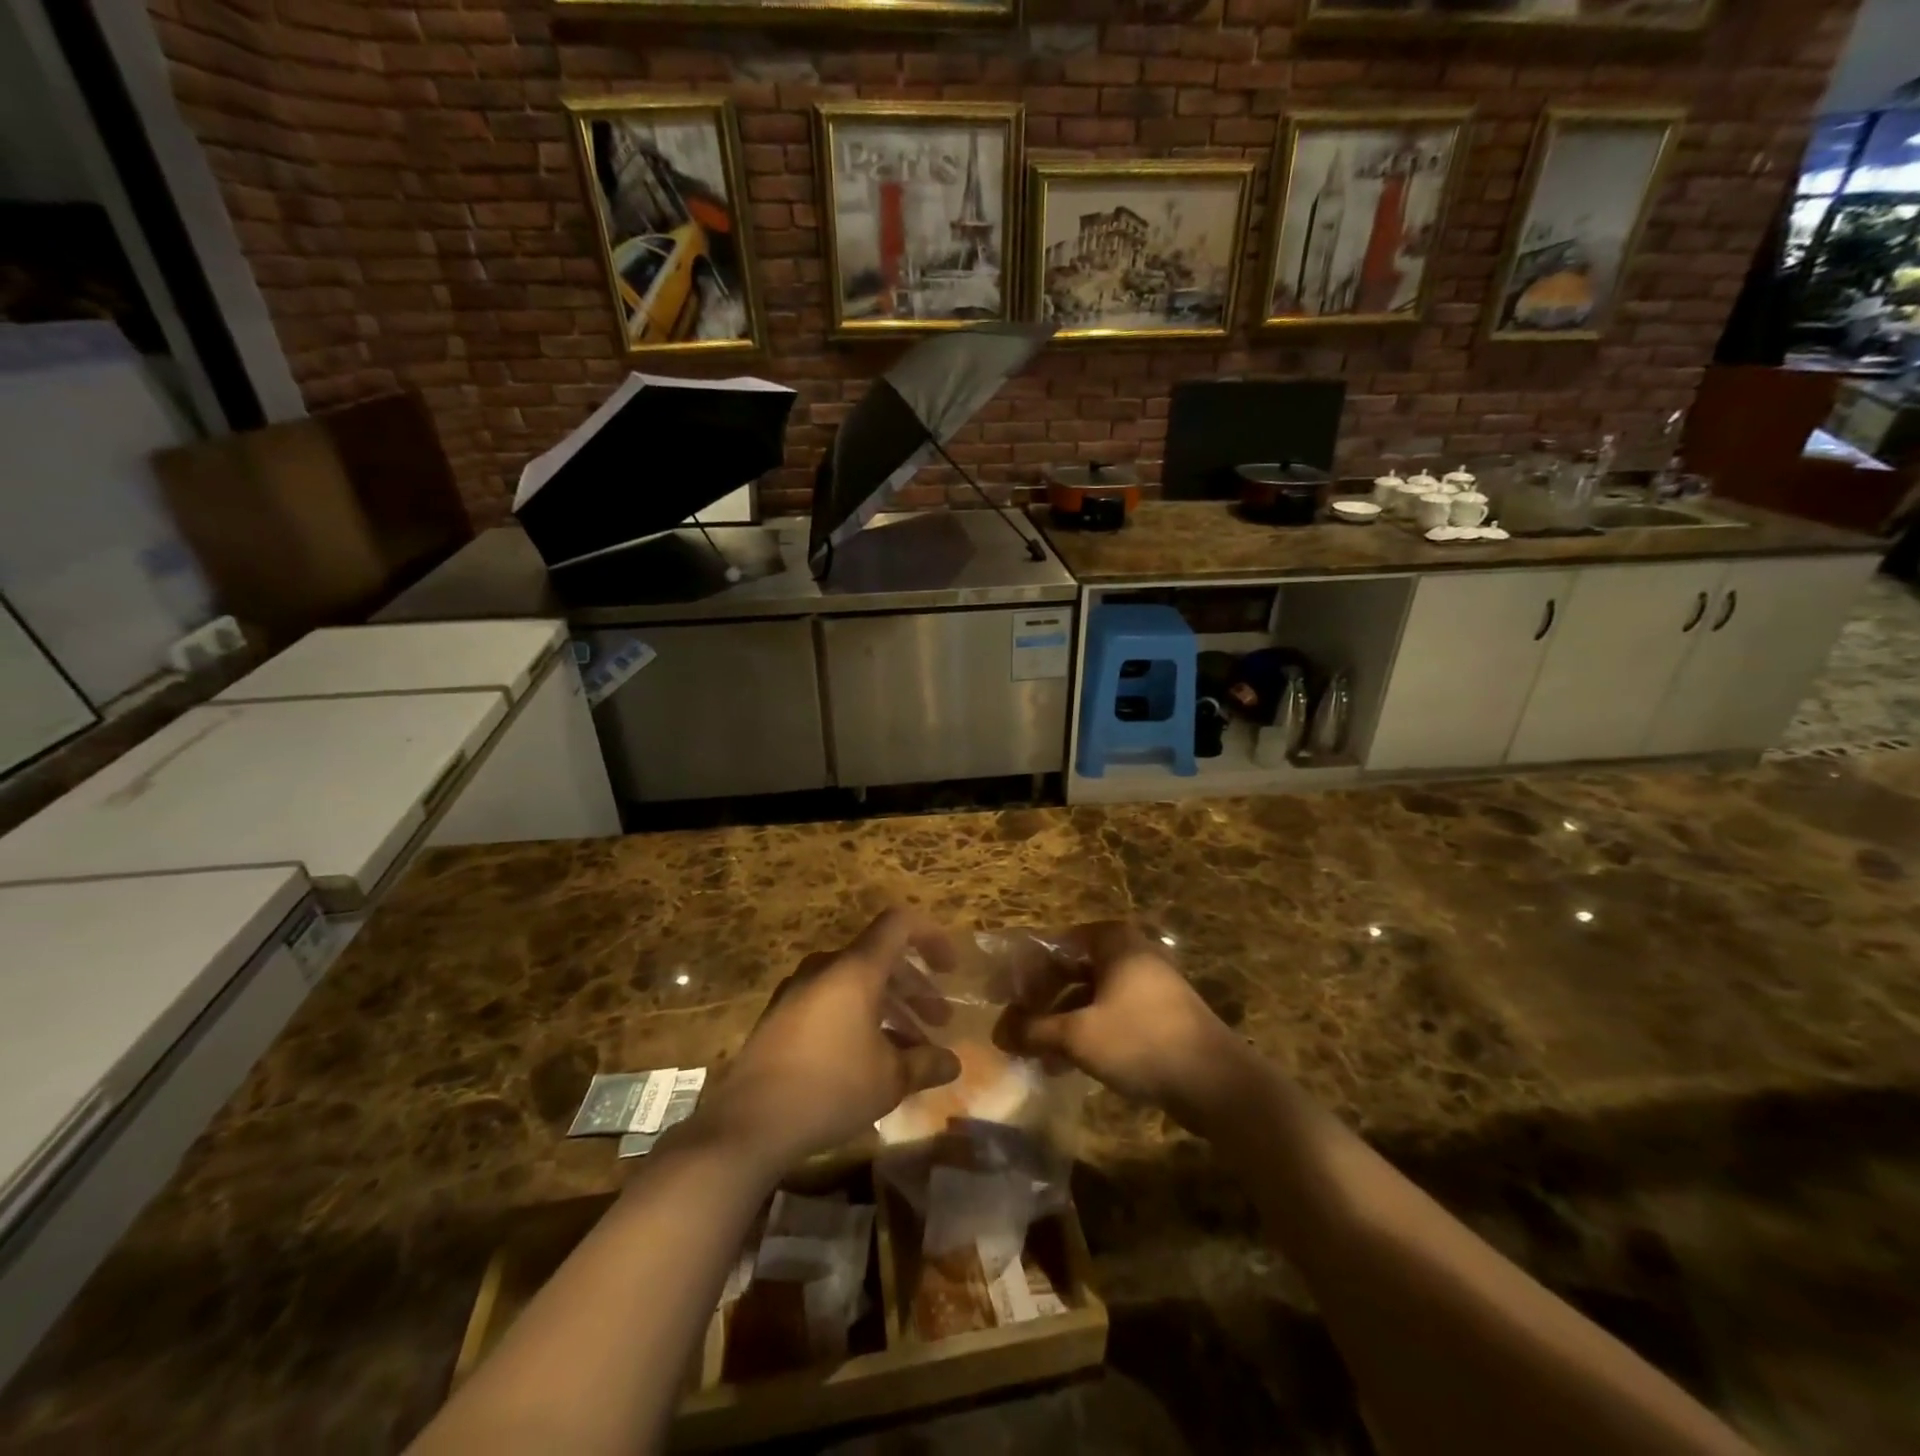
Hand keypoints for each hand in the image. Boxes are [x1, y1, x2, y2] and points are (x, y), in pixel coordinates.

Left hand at [695, 908, 962, 1171]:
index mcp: (855, 969)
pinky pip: (831, 1001)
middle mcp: (826, 968)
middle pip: (880, 958)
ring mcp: (798, 990)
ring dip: (889, 1007)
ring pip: (856, 983)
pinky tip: (870, 1058)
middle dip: (915, 987)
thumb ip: (926, 1063)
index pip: (899, 925)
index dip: (931, 937)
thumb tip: (953, 1062)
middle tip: (940, 1020)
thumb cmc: (830, 1088)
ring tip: (912, 1047)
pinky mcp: (780, 1016)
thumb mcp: (890, 1080)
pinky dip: (859, 1017)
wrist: (749, 1123)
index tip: (950, 968)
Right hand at [992, 921, 1254, 1132]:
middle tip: (1014, 1027)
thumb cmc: (1141, 1041)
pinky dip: (1085, 1034)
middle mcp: (1131, 954)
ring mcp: (1148, 986)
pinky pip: (1110, 1016)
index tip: (1001, 998)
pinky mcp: (1159, 1017)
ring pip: (1090, 997)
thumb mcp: (1078, 1035)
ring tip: (1033, 1053)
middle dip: (1041, 1001)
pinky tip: (1063, 1066)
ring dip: (1060, 1023)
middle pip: (1072, 971)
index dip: (1024, 973)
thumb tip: (998, 1033)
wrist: (1217, 1083)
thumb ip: (1034, 1030)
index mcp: (1113, 941)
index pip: (1054, 946)